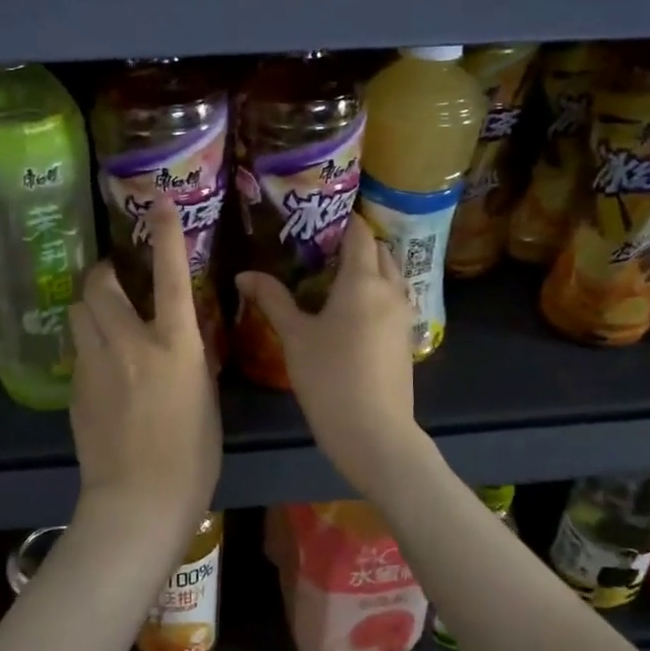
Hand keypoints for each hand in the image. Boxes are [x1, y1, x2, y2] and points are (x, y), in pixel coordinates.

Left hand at [68, 199, 220, 559]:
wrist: (139, 502)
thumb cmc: (192, 456)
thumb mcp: (204, 396)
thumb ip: (189, 358)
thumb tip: (178, 336)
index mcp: (175, 346)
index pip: (172, 276)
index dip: (166, 235)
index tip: (158, 203)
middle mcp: (131, 344)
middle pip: (100, 285)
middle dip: (103, 273)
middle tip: (112, 277)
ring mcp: (96, 365)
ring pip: (78, 313)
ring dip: (90, 307)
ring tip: (103, 320)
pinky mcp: (75, 389)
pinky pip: (78, 351)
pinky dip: (88, 348)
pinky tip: (102, 372)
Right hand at [235, 215, 421, 487]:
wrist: (375, 433)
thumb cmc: (330, 378)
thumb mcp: (295, 337)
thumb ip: (272, 299)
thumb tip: (244, 274)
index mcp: (363, 281)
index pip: (359, 233)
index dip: (342, 220)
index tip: (318, 217)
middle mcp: (390, 290)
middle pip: (380, 251)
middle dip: (356, 242)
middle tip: (321, 247)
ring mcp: (403, 315)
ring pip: (390, 276)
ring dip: (369, 267)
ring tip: (334, 276)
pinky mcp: (406, 338)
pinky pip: (393, 299)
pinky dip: (376, 291)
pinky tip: (350, 310)